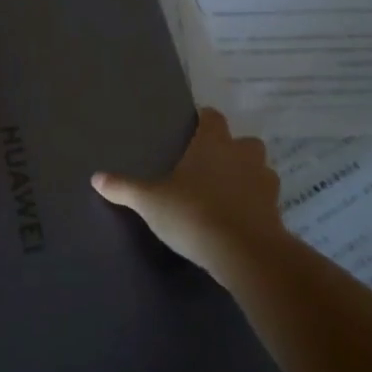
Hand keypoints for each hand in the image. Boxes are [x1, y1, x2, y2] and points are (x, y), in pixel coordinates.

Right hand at [91, 108, 286, 281]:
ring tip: (226, 193)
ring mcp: (264, 183)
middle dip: (231, 149)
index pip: (213, 118)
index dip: (205, 119)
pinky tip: (238, 218)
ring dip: (247, 176)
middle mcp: (242, 156)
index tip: (195, 126)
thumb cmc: (193, 214)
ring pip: (260, 169)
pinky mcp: (276, 211)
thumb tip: (95, 177)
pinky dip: (255, 204)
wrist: (245, 253)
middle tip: (209, 164)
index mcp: (213, 143)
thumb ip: (124, 188)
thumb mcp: (150, 202)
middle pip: (244, 141)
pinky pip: (266, 200)